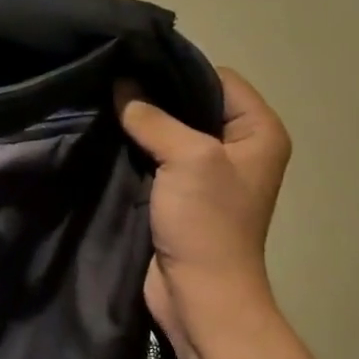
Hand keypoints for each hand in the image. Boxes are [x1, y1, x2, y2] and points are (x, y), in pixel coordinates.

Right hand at [117, 68, 291, 353]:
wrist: (199, 295)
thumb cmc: (207, 223)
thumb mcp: (187, 158)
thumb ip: (152, 117)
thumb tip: (121, 83)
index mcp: (258, 131)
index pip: (217, 77)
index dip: (177, 69)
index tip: (133, 63)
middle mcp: (237, 147)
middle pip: (191, 103)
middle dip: (152, 94)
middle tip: (110, 80)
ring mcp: (206, 172)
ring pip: (168, 130)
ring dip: (139, 122)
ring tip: (101, 103)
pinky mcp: (178, 194)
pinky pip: (155, 157)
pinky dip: (133, 147)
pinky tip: (105, 135)